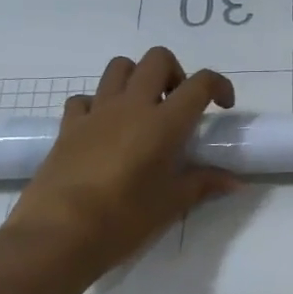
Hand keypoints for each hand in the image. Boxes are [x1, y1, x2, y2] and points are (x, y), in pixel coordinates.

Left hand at [0, 48, 238, 287]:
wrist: (58, 235)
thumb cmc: (124, 219)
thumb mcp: (172, 204)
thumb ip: (204, 184)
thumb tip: (234, 182)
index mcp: (164, 123)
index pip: (200, 84)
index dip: (219, 86)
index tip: (223, 106)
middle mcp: (131, 106)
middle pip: (157, 59)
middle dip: (175, 73)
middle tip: (178, 105)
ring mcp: (96, 112)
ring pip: (119, 67)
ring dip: (137, 78)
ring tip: (143, 111)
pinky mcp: (68, 126)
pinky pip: (85, 98)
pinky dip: (99, 104)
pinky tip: (104, 129)